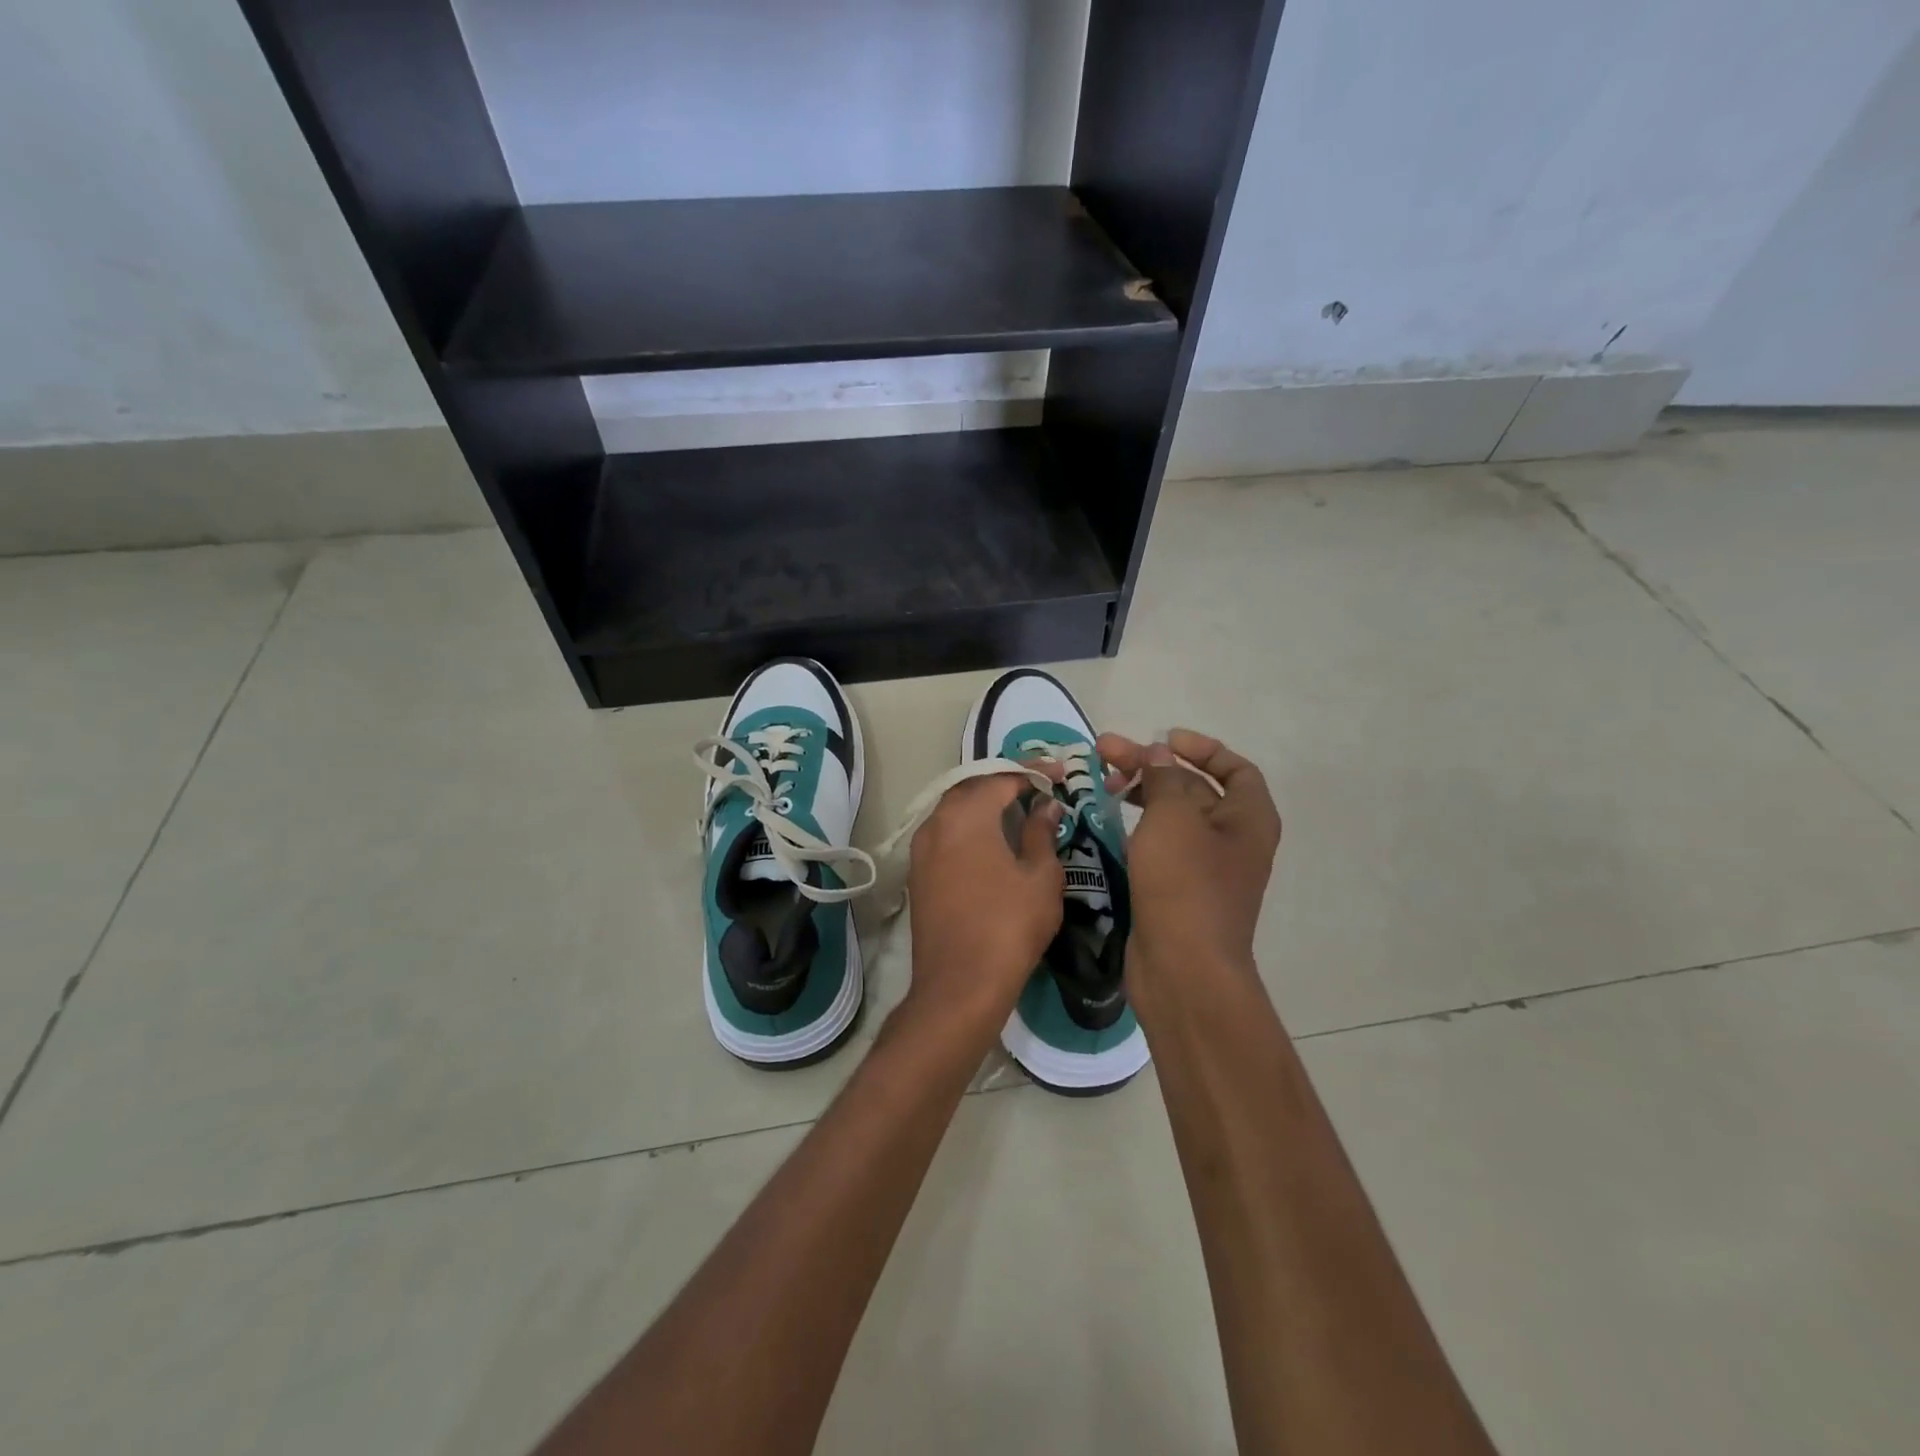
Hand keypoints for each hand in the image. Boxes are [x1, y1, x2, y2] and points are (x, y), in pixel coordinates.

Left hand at [904, 774, 1065, 1030]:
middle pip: (972, 788)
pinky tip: (991, 840)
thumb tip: (1045, 806)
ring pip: (955, 810)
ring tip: (1017, 810)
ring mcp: (922, 848)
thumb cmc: (1009, 926)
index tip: (1060, 774)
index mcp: (966, 815)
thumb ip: (1041, 833)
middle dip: (1005, 783)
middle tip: (1038, 788)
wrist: (959, 985)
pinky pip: (945, 833)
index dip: (1033, 772)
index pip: (1002, 778)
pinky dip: (969, 827)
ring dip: (985, 804)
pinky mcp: (918, 872)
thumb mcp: (1040, 877)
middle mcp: (936, 822)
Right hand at [1095, 730, 1281, 991]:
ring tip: (1100, 784)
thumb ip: (1165, 779)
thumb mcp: (1174, 818)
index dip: (1201, 748)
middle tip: (1105, 754)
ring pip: (1172, 819)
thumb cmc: (1184, 884)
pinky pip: (1158, 847)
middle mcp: (1232, 841)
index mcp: (1248, 819)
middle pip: (1194, 789)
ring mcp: (1203, 869)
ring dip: (1140, 796)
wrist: (1182, 969)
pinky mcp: (1176, 891)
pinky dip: (1135, 829)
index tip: (1163, 740)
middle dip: (1152, 768)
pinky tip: (1105, 822)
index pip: (1235, 768)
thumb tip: (1160, 754)